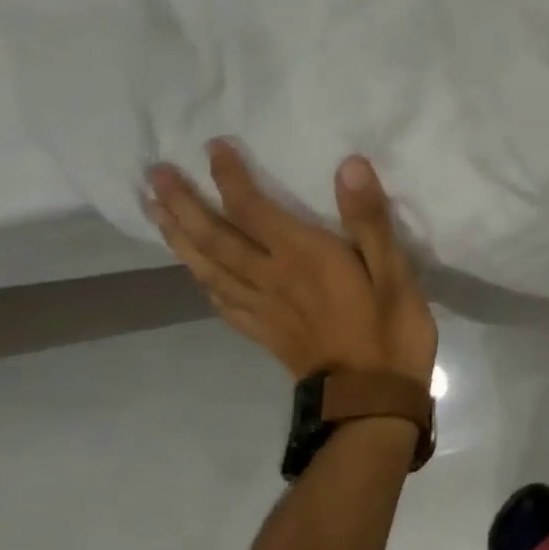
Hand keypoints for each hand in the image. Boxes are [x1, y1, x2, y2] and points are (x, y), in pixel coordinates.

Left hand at [144, 142, 437, 386]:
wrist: (370, 402)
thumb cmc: (390, 331)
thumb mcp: (394, 271)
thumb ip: (369, 220)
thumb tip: (350, 165)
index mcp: (303, 257)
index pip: (253, 209)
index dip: (230, 177)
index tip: (212, 147)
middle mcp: (271, 278)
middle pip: (215, 236)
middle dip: (183, 203)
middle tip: (154, 175)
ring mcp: (262, 308)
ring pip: (207, 267)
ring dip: (178, 236)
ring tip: (155, 212)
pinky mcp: (263, 333)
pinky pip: (221, 300)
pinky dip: (201, 279)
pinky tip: (195, 272)